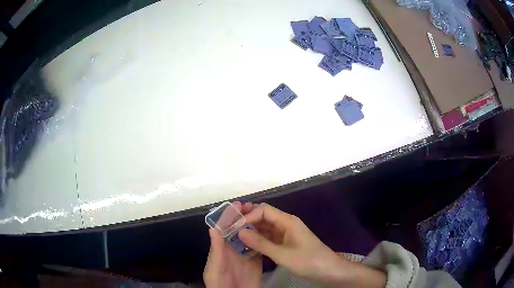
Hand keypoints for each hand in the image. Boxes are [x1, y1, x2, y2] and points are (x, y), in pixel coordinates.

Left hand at [203, 202, 261, 287]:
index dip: (230, 216)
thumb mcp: (215, 267)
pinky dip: (264, 239)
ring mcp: (246, 255)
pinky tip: (270, 231)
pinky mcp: (257, 261)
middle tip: (253, 207)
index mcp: (221, 248)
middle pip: (238, 229)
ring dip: (255, 225)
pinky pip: (260, 248)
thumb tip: (213, 227)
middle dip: (244, 217)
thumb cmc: (220, 283)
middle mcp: (233, 249)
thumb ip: (216, 249)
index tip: (238, 204)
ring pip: (250, 236)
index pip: (225, 228)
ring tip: (263, 215)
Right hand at [238, 203, 385, 287]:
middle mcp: (286, 224)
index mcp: (287, 221)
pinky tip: (248, 245)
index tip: (235, 227)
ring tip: (235, 237)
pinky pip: (269, 237)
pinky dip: (258, 240)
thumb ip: (261, 244)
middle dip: (248, 221)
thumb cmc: (308, 260)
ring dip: (252, 231)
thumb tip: (240, 232)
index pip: (264, 210)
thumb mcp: (282, 254)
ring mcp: (286, 233)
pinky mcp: (286, 242)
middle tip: (231, 228)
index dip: (248, 216)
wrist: (327, 269)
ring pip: (265, 227)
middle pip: (264, 216)